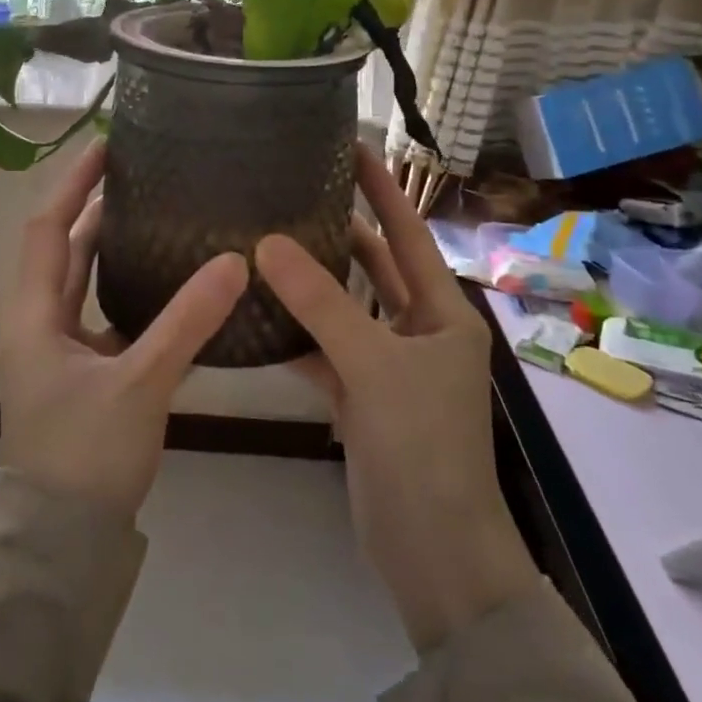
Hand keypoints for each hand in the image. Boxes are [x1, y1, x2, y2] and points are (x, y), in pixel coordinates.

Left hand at [0, 141, 248, 520]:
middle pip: (64, 248)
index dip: (73, 183)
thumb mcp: (139, 383)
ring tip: (158, 214)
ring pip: (84, 281)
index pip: (47, 227)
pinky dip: (129, 290)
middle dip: (95, 207)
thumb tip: (235, 260)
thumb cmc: (84, 457)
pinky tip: (170, 284)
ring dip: (111, 246)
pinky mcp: (82, 373)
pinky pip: (104, 313)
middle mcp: (39, 323)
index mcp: (33, 315)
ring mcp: (59, 350)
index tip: (106, 145)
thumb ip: (187, 322)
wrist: (63, 547)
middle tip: (142, 174)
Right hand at [257, 146, 540, 651]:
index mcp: (442, 312)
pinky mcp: (363, 399)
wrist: (434, 555)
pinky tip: (259, 313)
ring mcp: (390, 366)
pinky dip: (298, 334)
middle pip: (375, 266)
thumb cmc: (422, 446)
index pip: (408, 233)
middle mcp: (419, 330)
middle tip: (295, 190)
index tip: (352, 146)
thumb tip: (267, 242)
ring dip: (313, 283)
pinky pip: (328, 351)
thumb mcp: (373, 365)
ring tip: (267, 240)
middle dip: (341, 230)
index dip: (382, 189)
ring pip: (347, 309)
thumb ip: (321, 303)